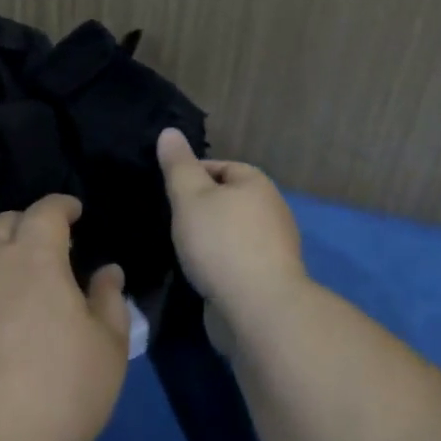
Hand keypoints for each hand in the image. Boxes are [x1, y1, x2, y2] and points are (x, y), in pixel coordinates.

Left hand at [0, 195, 129, 440]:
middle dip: (28, 222)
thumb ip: (109, 299)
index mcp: (33, 257)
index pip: (44, 211)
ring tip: (20, 270)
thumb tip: (106, 271)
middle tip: (51, 242)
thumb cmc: (62, 391)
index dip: (62, 205)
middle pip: (3, 223)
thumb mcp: (108, 346)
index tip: (76, 211)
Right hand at [157, 127, 308, 332]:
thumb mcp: (190, 197)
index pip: (218, 167)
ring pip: (231, 231)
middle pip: (227, 199)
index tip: (167, 194)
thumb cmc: (221, 243)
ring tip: (182, 248)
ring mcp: (274, 246)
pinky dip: (219, 262)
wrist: (259, 309)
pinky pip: (237, 259)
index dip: (190, 176)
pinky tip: (201, 273)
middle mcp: (271, 209)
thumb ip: (178, 166)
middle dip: (200, 209)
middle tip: (171, 221)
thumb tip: (169, 132)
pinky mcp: (270, 277)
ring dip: (209, 238)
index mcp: (256, 182)